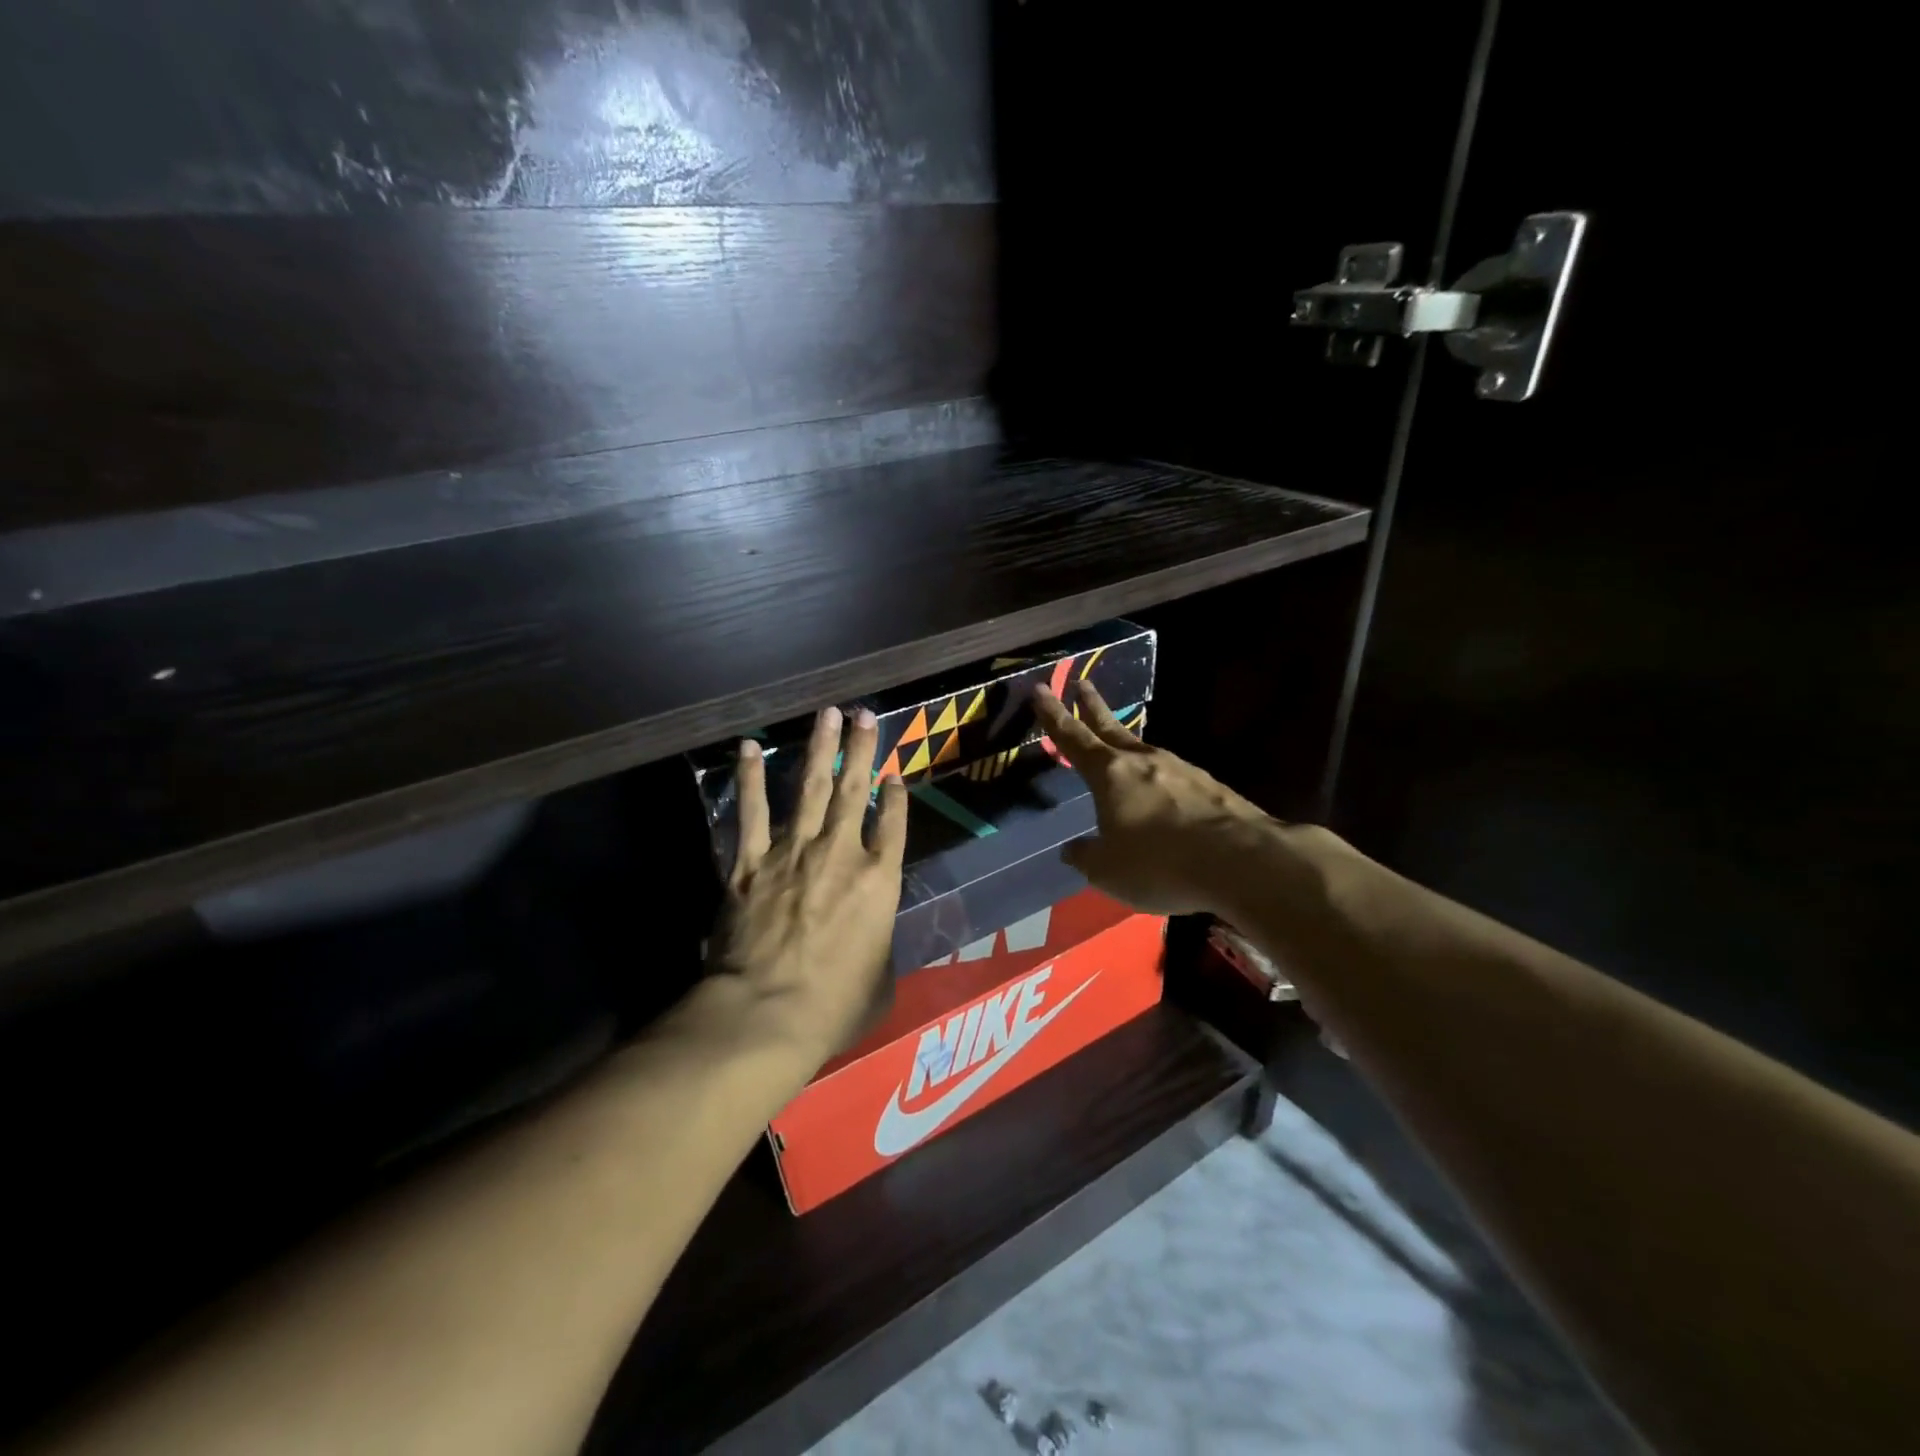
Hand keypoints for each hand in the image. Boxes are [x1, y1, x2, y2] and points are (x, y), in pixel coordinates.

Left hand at [703, 705, 908, 1069]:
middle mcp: (840, 854)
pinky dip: (750, 779)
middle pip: (854, 791)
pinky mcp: (751, 863)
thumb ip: (880, 950)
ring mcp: (793, 853)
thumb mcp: (880, 982)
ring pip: (810, 788)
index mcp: (878, 882)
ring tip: (826, 714)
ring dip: (819, 749)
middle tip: (864, 715)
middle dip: (861, 750)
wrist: (767, 1012)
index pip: (893, 826)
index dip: (895, 798)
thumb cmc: (834, 1006)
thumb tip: (873, 946)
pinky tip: (749, 748)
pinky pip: (752, 812)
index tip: (894, 775)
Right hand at [1034, 682, 1272, 916]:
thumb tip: (1073, 849)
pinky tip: (1164, 798)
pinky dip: (1161, 781)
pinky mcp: (1212, 788)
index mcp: (1111, 774)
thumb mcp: (1107, 871)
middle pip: (1112, 728)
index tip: (1040, 689)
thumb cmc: (1160, 863)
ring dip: (1129, 746)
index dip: (1053, 715)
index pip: (1073, 738)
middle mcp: (1145, 762)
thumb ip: (1086, 856)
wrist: (1243, 862)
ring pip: (1146, 752)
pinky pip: (1174, 779)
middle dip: (1093, 707)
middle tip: (1083, 683)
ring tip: (1121, 750)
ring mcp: (1183, 771)